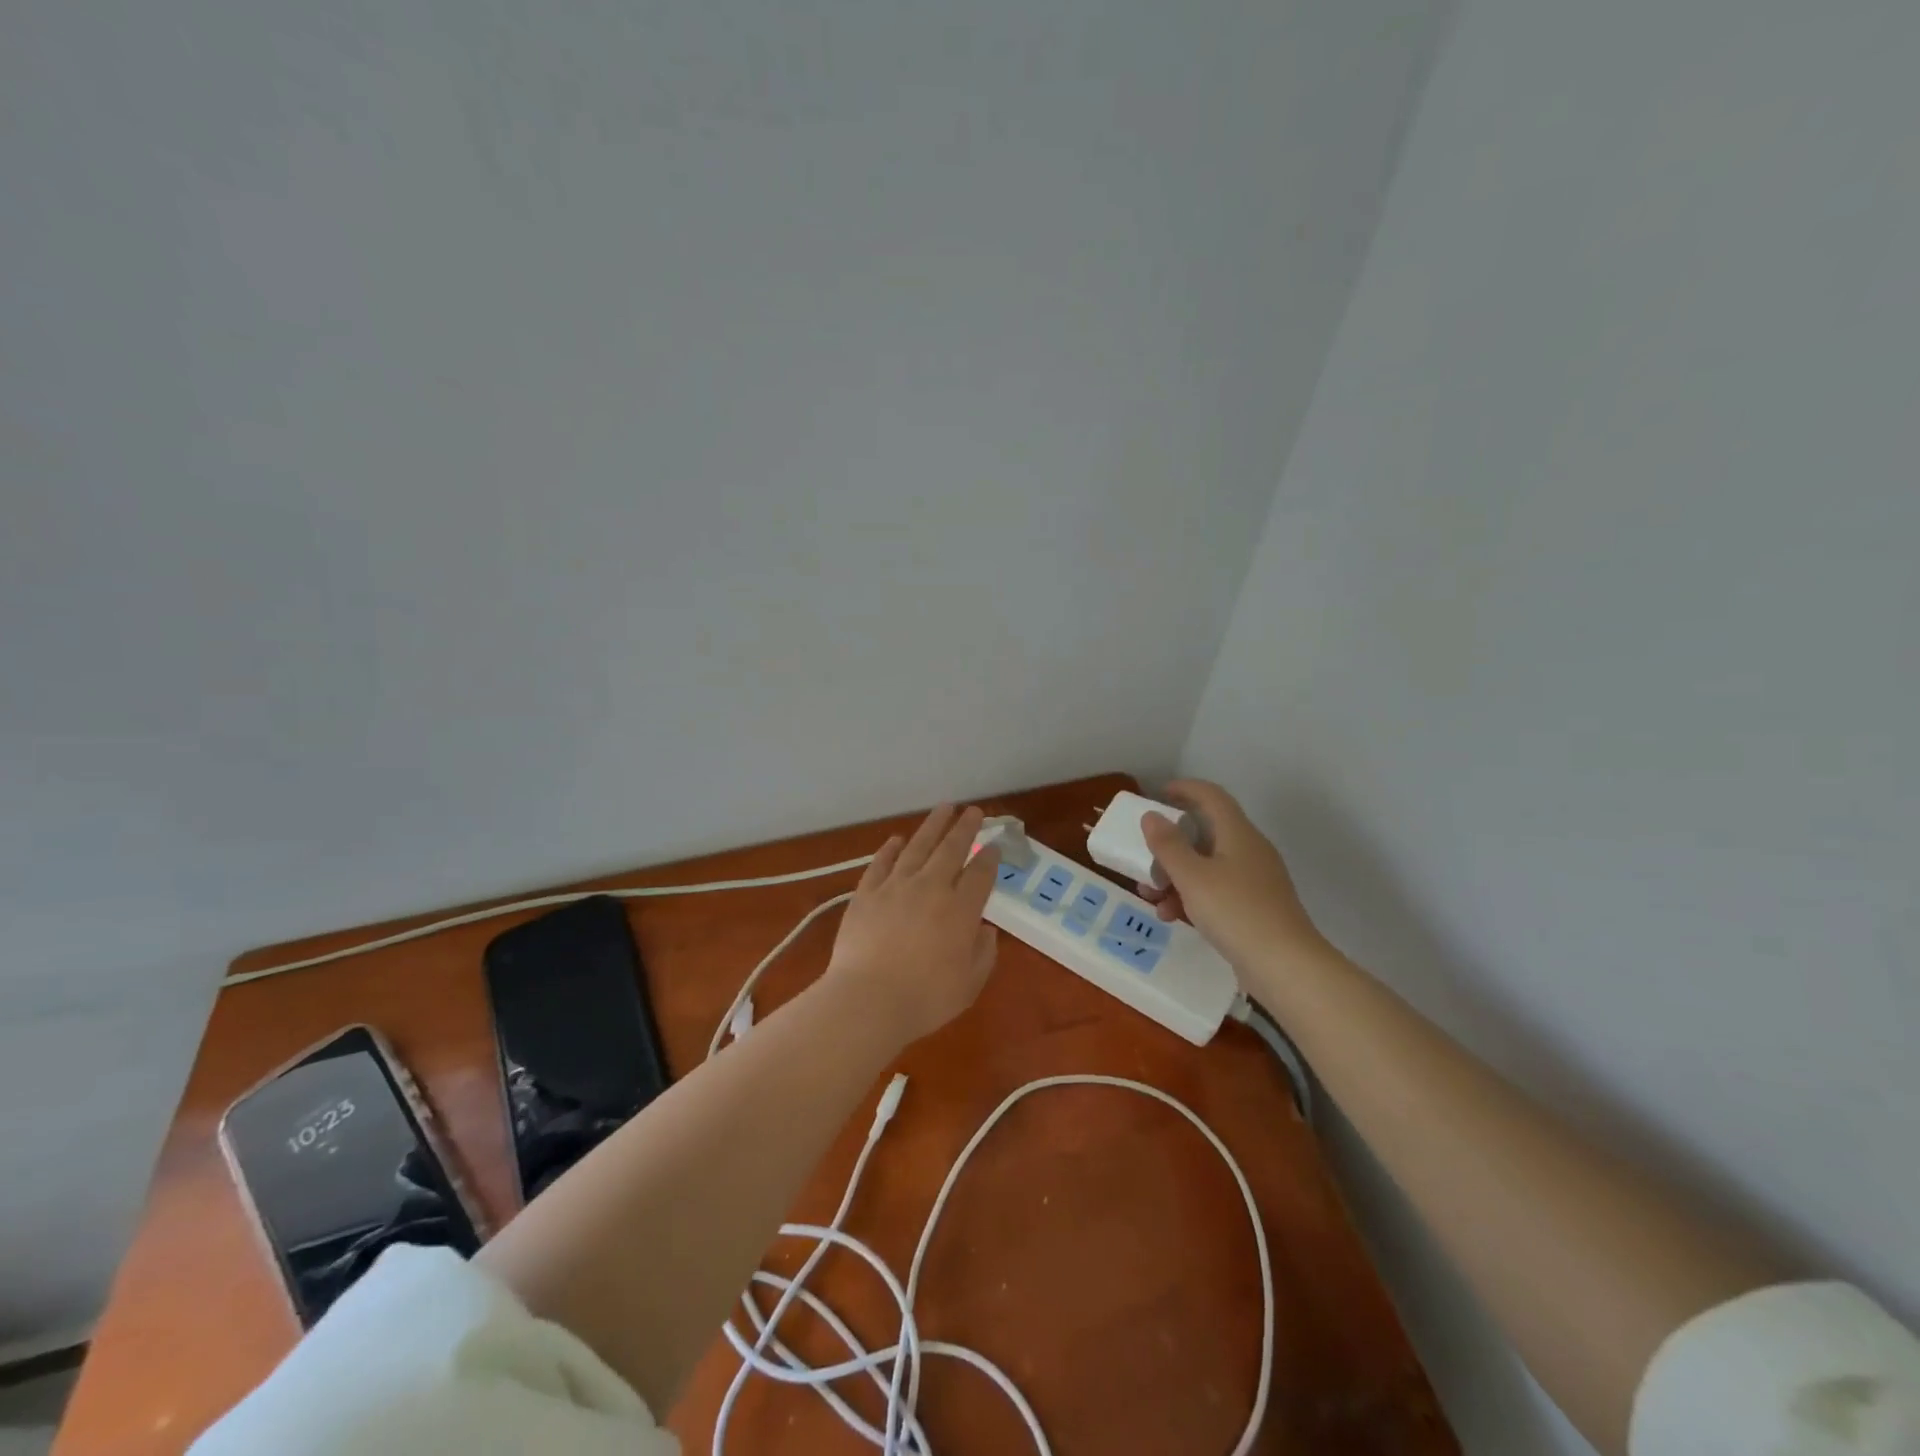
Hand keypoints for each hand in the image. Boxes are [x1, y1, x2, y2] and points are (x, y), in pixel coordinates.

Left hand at [822, 804, 999, 1044]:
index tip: (995, 846)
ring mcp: (895, 886)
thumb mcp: (969, 984)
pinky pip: (881, 862)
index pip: (980, 874)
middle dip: (965, 828)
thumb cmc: (925, 999)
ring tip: (943, 808)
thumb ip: (983, 954)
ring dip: (932, 825)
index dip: (990, 858)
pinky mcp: (866, 893)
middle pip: (951, 849)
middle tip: (973, 811)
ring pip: (918, 846)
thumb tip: (985, 930)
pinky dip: (890, 848)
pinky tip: (897, 839)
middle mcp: (931, 888)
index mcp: (961, 910)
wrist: (868, 1000)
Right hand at [1136, 779, 1330, 979]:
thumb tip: (1152, 816)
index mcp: (1238, 834)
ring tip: (1151, 898)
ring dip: (1175, 876)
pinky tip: (1173, 917)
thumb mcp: (1192, 877)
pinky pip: (1216, 891)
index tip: (1156, 795)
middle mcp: (1249, 851)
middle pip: (1205, 834)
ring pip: (1207, 866)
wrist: (1286, 967)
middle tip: (1144, 856)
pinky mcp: (1255, 908)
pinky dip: (1192, 897)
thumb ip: (1168, 845)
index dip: (1184, 789)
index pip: (1211, 796)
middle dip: (1170, 845)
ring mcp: (1254, 881)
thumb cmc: (1236, 912)